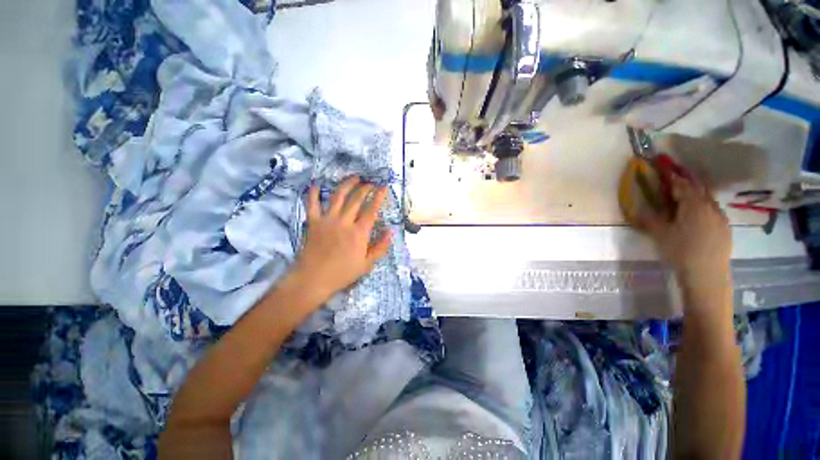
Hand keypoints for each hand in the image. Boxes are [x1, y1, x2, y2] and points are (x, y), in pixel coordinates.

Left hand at [290, 176, 391, 304]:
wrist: (314, 279)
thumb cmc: (343, 273)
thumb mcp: (367, 264)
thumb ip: (380, 247)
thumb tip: (390, 231)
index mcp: (359, 233)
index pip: (372, 210)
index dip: (379, 196)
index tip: (383, 187)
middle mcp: (344, 222)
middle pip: (356, 199)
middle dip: (365, 188)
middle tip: (371, 182)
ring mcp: (327, 220)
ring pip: (338, 196)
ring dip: (347, 184)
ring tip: (354, 177)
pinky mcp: (313, 222)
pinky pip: (312, 204)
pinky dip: (314, 193)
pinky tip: (316, 184)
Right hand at [639, 174, 732, 290]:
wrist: (707, 274)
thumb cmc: (680, 251)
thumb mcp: (659, 235)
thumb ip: (649, 219)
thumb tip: (635, 209)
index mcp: (693, 205)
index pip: (682, 185)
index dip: (672, 176)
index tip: (665, 168)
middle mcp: (710, 207)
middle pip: (698, 189)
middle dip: (687, 183)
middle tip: (676, 179)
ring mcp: (720, 218)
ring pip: (708, 200)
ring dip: (696, 195)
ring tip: (686, 197)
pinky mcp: (725, 228)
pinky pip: (713, 211)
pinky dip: (704, 207)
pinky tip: (698, 216)